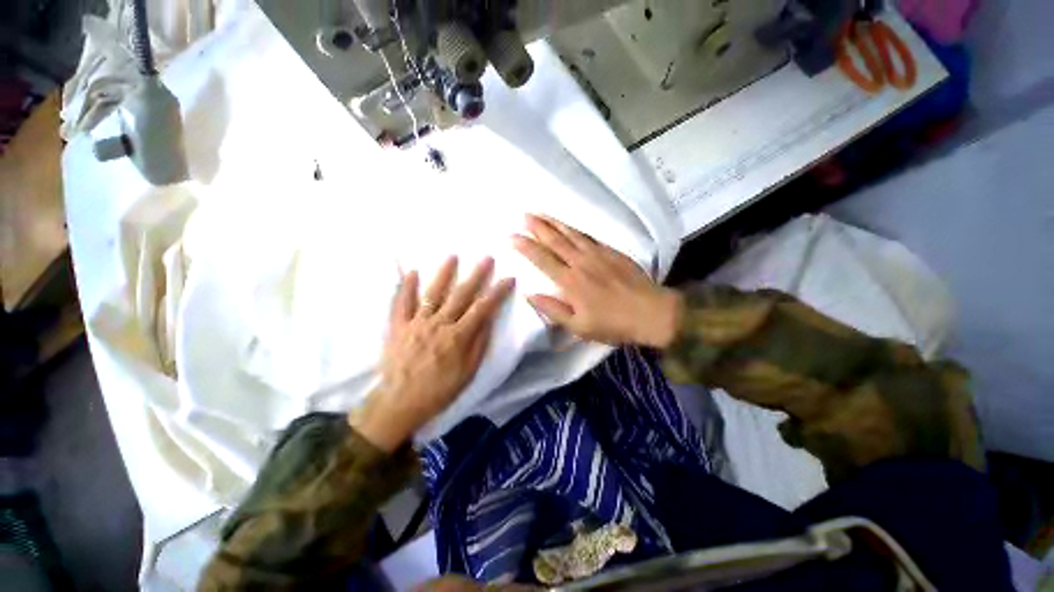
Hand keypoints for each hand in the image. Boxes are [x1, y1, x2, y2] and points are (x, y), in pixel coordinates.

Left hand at [351, 257, 514, 451]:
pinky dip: (406, 287)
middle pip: (461, 295)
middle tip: (487, 258)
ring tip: (453, 256)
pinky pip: (401, 303)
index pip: (483, 308)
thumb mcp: (468, 372)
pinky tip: (411, 272)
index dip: (497, 292)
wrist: (400, 402)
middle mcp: (439, 324)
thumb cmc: (439, 390)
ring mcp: (416, 323)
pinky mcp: (398, 326)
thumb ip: (479, 343)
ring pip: (433, 293)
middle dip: (476, 275)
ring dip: (444, 273)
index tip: (508, 278)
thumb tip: (488, 319)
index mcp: (458, 337)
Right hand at [513, 214, 681, 347]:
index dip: (525, 247)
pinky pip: (589, 236)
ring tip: (540, 213)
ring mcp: (597, 254)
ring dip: (554, 223)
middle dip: (537, 227)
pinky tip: (569, 225)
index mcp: (570, 282)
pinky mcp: (612, 251)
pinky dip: (575, 229)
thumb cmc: (613, 324)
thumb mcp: (579, 327)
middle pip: (555, 241)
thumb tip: (530, 295)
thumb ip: (553, 310)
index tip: (512, 237)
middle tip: (524, 216)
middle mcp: (581, 263)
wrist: (651, 312)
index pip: (542, 259)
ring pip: (571, 234)